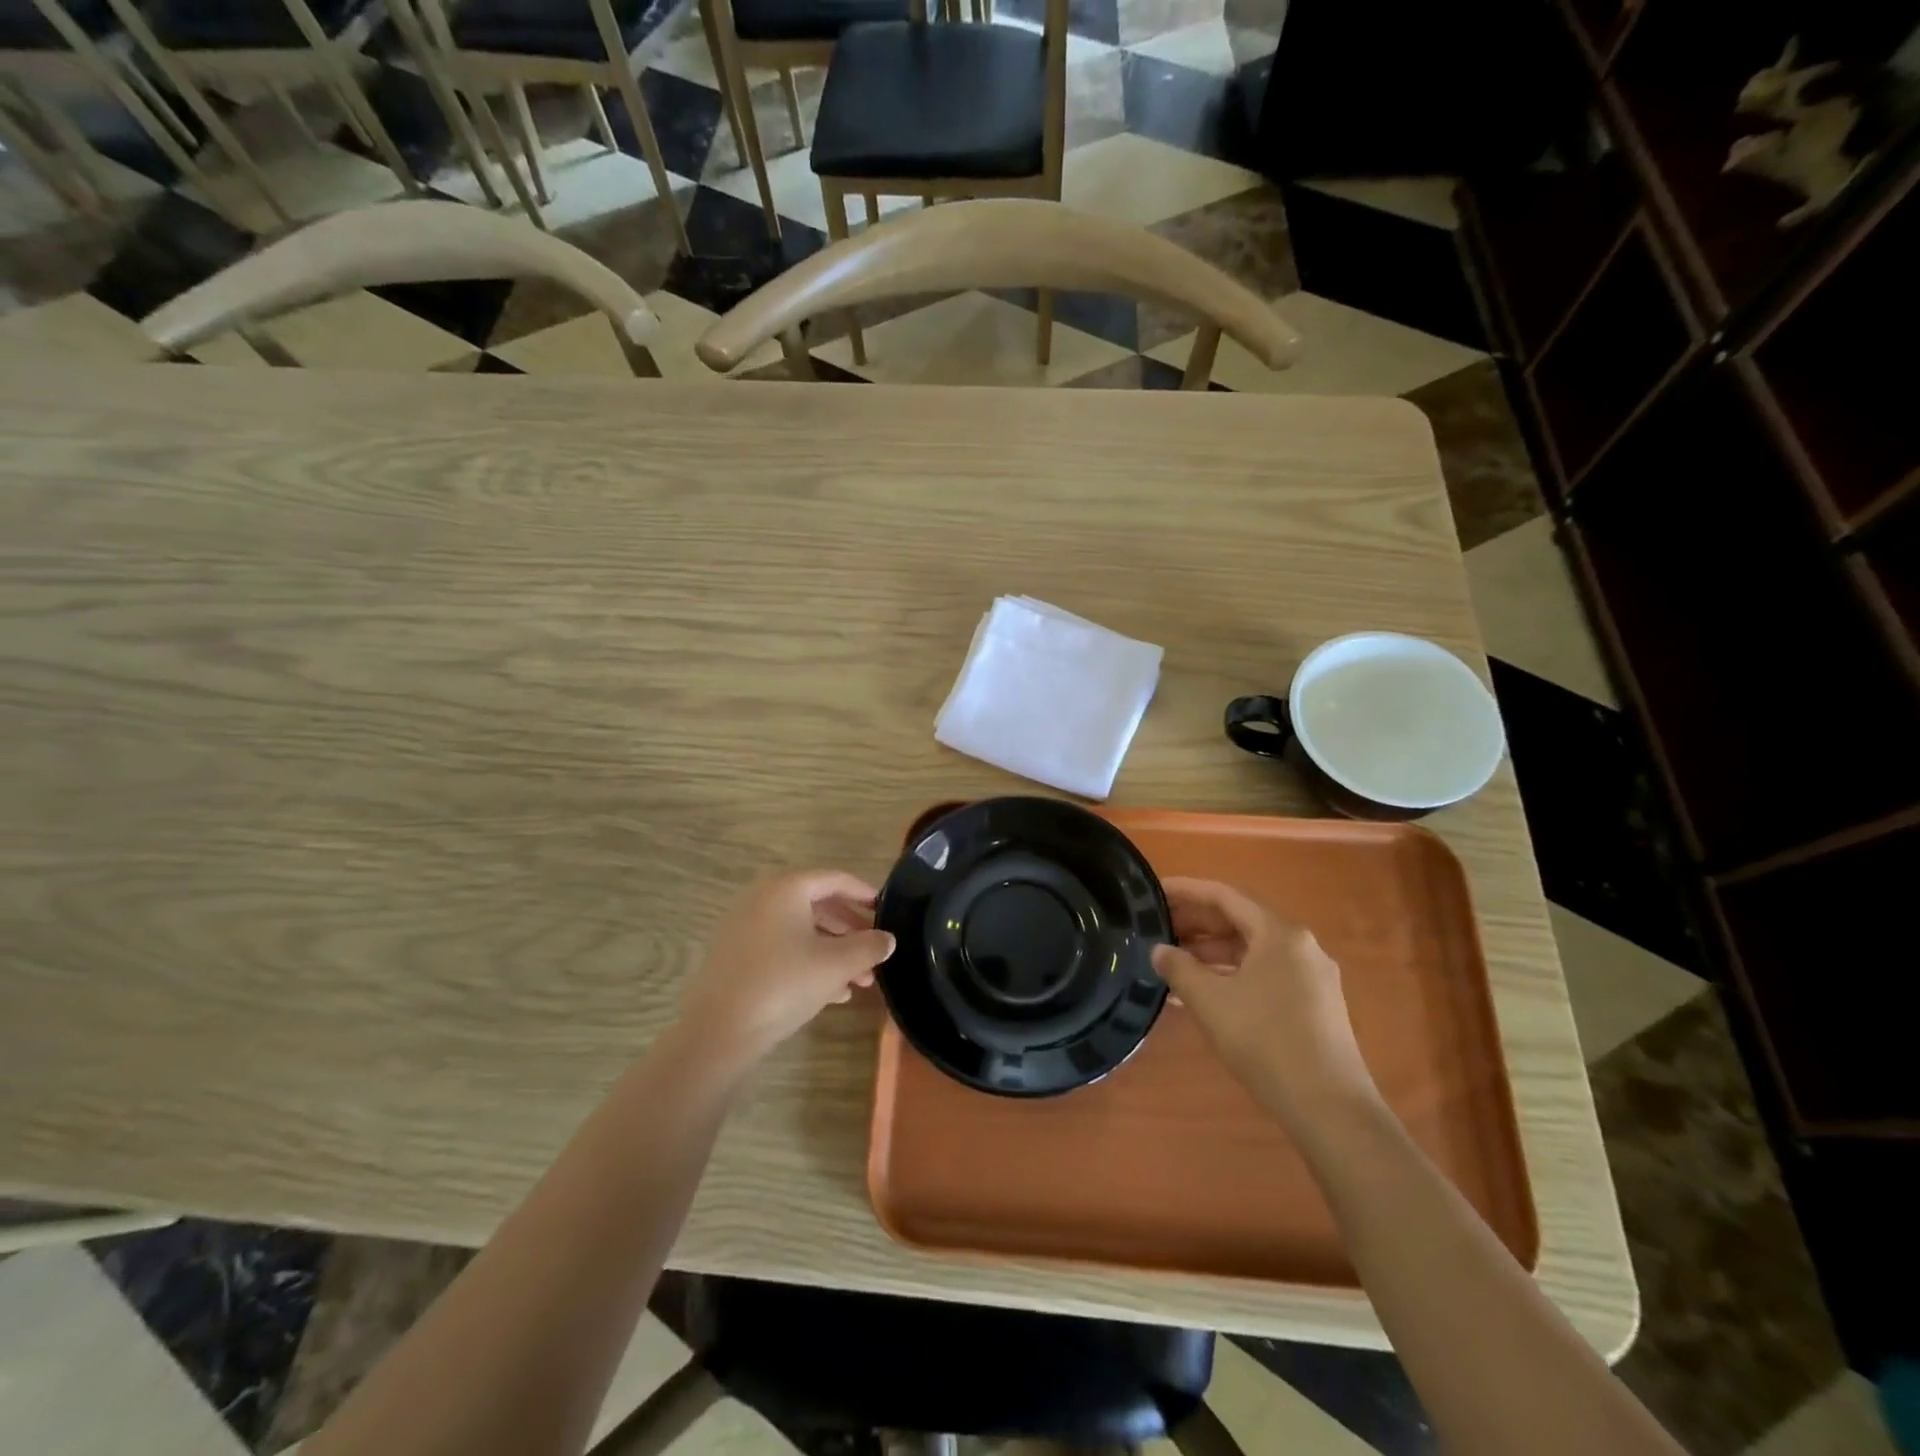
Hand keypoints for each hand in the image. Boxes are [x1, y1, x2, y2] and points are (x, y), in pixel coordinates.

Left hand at [678, 870, 895, 1064]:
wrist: (718, 1031)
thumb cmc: (783, 984)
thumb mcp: (837, 964)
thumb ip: (869, 946)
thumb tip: (887, 939)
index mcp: (786, 888)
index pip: (835, 879)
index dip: (864, 893)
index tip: (886, 909)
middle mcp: (764, 898)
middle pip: (819, 905)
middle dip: (851, 931)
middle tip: (876, 952)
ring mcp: (747, 927)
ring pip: (802, 931)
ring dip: (835, 952)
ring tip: (861, 981)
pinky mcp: (738, 955)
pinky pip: (784, 948)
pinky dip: (810, 962)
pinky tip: (834, 993)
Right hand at [1152, 878, 1377, 1125]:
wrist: (1329, 1108)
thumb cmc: (1265, 1041)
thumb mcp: (1210, 1001)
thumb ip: (1179, 968)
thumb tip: (1159, 950)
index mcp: (1279, 933)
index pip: (1225, 896)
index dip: (1186, 891)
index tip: (1154, 892)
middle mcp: (1300, 946)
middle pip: (1240, 922)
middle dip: (1197, 924)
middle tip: (1158, 929)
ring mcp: (1311, 977)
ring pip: (1252, 952)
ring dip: (1211, 954)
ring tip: (1172, 965)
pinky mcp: (1314, 1006)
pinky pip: (1264, 976)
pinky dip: (1231, 977)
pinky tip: (1202, 996)